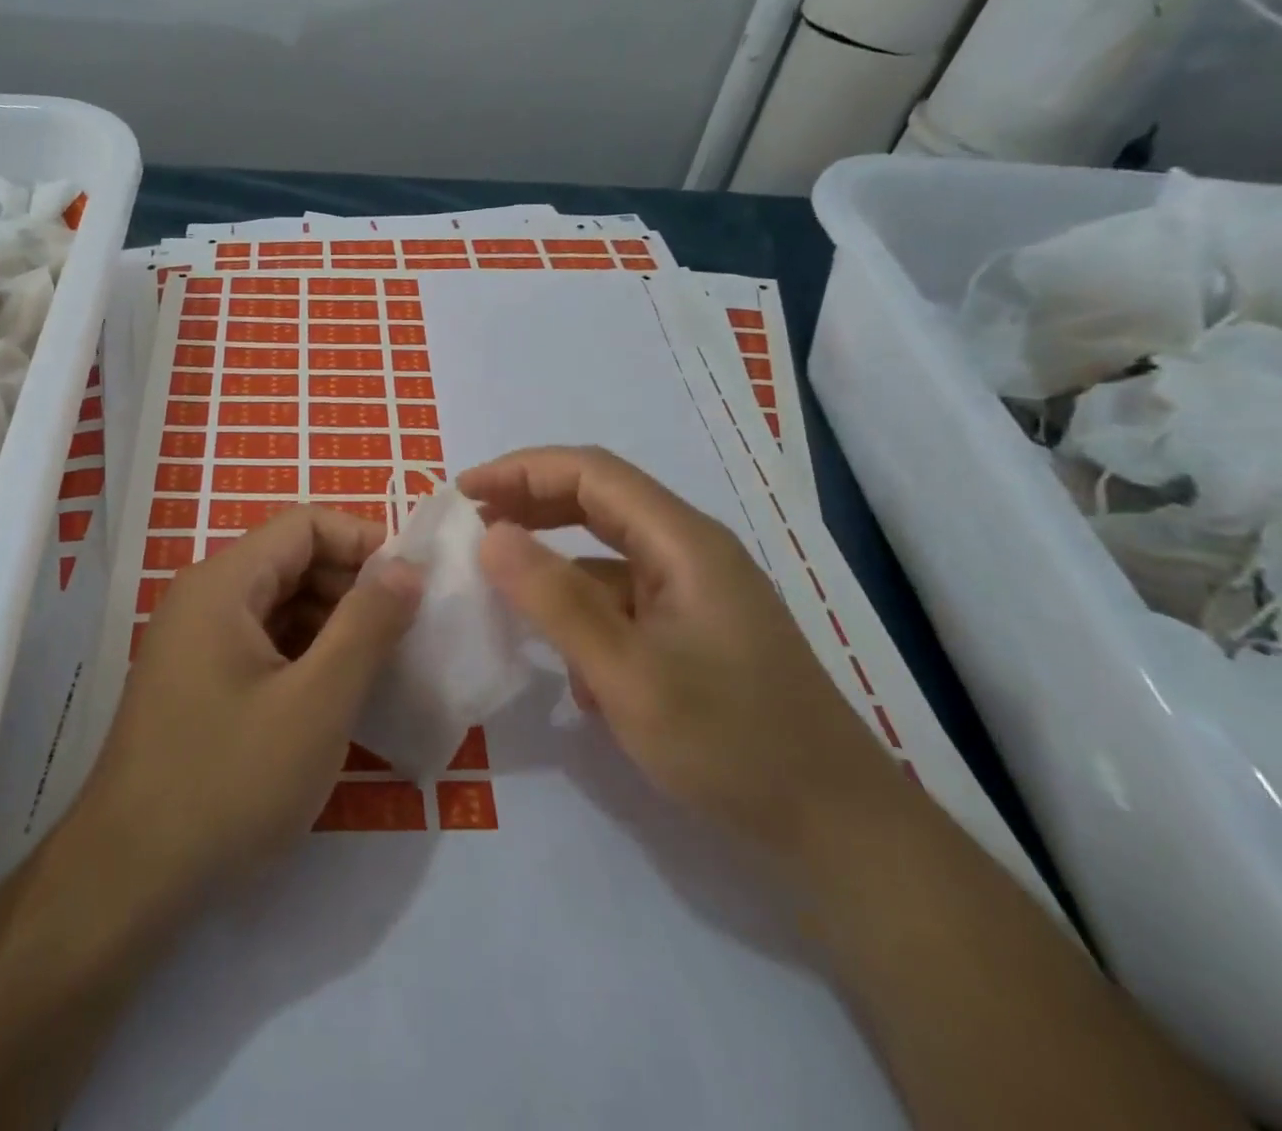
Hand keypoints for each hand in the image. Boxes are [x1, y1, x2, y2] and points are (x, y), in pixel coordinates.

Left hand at [71, 506, 420, 919]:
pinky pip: (261, 644)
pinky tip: (337, 695)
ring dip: (332, 623)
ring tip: (382, 665)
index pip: (304, 524)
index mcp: (223, 583)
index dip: (363, 540)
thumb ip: (367, 625)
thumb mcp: (317, 703)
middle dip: (352, 585)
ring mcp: (194, 642)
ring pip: (278, 605)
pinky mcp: (196, 682)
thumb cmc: (229, 782)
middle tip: (406, 630)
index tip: (413, 582)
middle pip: (290, 561)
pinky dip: (304, 655)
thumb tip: (406, 566)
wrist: (128, 880)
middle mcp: (203, 598)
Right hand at [460, 446, 907, 874]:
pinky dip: (581, 607)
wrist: (838, 831)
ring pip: (607, 551)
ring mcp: (694, 592)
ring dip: (552, 555)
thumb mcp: (627, 674)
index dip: (521, 471)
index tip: (464, 493)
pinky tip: (564, 660)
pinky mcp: (692, 630)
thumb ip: (555, 600)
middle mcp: (689, 552)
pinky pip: (623, 598)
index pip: (590, 472)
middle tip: (472, 522)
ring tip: (499, 574)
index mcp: (682, 542)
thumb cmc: (731, 743)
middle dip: (531, 501)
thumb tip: (491, 534)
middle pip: (599, 499)